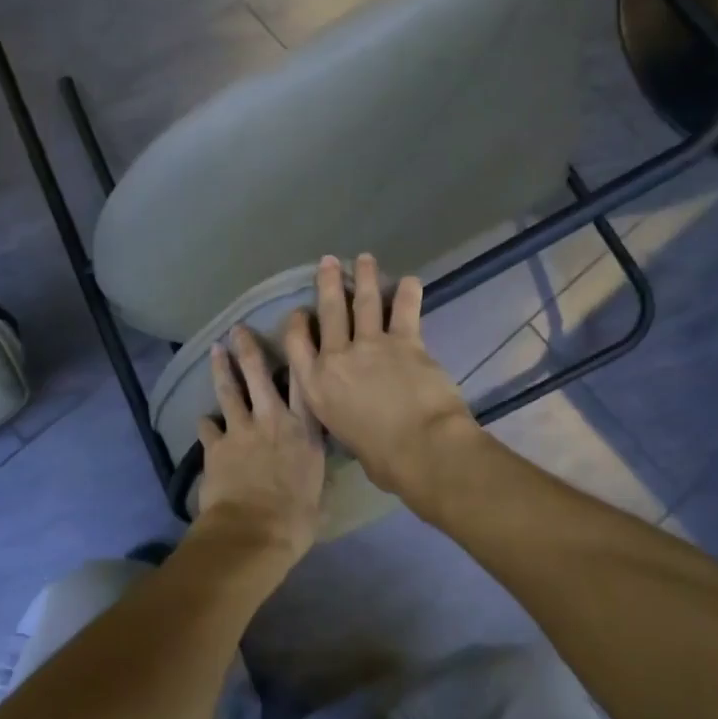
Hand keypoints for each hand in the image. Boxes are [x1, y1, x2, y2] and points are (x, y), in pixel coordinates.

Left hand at [193, 327, 326, 566]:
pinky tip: (202, 418)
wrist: (252, 531)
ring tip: (216, 350)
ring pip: (230, 391)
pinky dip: (205, 423)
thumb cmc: (295, 520)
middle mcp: (274, 420)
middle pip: (259, 374)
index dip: (299, 352)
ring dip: (221, 369)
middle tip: (238, 328)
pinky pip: (207, 428)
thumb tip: (317, 484)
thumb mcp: (319, 498)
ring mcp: (242, 430)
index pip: (304, 382)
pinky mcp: (216, 446)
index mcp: (305, 430)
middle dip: (248, 348)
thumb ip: (316, 481)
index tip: (294, 328)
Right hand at [284, 254, 480, 498]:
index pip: (297, 344)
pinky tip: (410, 280)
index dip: (297, 323)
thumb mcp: (347, 437)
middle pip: (329, 313)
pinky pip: (405, 311)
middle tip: (329, 262)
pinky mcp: (405, 342)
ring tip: (364, 259)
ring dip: (365, 278)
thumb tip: (360, 415)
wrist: (420, 448)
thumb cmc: (383, 459)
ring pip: (365, 304)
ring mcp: (371, 346)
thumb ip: (347, 415)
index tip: (301, 311)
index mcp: (316, 387)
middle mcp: (337, 359)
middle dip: (328, 284)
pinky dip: (408, 293)